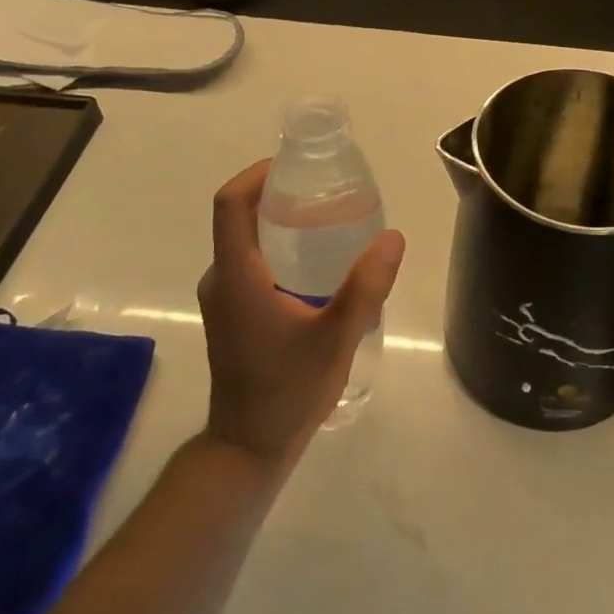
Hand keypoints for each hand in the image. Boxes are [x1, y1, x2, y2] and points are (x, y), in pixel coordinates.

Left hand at [196, 161, 405, 466]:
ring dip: (278, 221)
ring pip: (244, 240)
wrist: (248, 448)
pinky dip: (276, 247)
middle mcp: (220, 279)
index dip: (256, 174)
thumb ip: (366, 287)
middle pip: (239, 216)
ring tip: (327, 220)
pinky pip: (248, 262)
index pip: (230, 204)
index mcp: (236, 276)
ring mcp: (222, 298)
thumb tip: (393, 237)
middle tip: (325, 191)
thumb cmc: (287, 391)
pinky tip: (315, 264)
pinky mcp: (230, 314)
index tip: (295, 166)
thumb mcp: (336, 337)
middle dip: (277, 193)